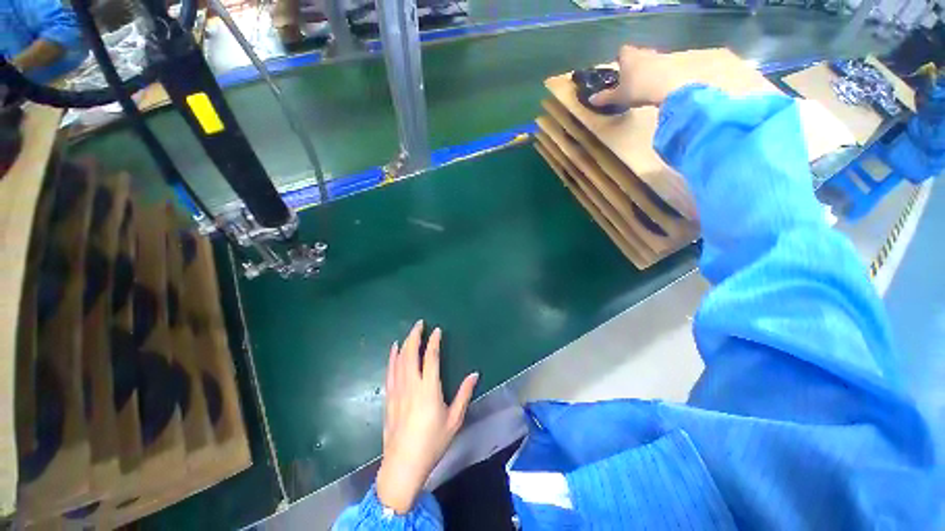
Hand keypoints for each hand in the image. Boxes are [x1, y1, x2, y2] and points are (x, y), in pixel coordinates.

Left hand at [376, 320, 478, 513]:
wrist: (403, 464)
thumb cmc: (432, 442)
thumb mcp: (454, 420)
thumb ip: (464, 394)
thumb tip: (475, 374)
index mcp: (429, 389)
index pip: (431, 357)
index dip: (434, 341)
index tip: (437, 330)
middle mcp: (411, 384)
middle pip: (411, 353)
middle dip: (415, 335)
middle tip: (420, 323)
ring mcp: (397, 390)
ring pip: (399, 359)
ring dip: (404, 343)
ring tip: (409, 332)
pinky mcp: (389, 397)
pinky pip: (390, 371)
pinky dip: (392, 357)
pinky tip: (394, 349)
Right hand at [590, 45, 689, 107]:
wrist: (668, 88)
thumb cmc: (638, 89)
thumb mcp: (618, 97)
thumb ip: (605, 97)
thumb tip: (591, 100)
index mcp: (629, 56)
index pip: (622, 51)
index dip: (619, 58)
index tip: (617, 67)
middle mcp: (643, 52)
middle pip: (636, 54)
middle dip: (632, 63)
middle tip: (628, 77)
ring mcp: (659, 56)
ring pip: (649, 59)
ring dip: (645, 68)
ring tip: (641, 83)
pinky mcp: (672, 65)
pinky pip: (661, 67)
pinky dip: (657, 74)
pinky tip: (654, 86)